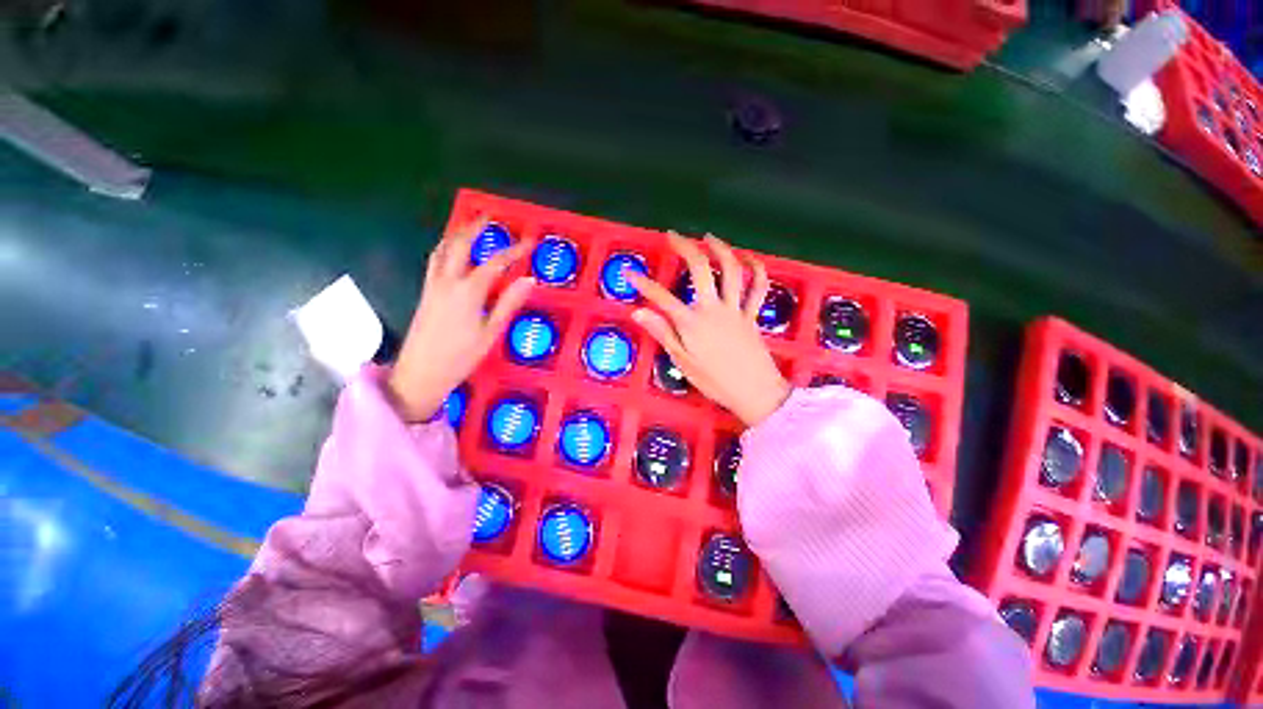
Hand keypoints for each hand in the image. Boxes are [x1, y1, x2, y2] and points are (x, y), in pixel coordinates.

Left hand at [387, 219, 534, 421]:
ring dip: (457, 234)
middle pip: (460, 245)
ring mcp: (432, 286)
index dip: (514, 251)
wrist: (419, 374)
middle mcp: (447, 282)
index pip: (495, 263)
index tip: (529, 242)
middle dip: (475, 227)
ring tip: (470, 227)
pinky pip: (435, 261)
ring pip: (442, 250)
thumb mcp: (491, 332)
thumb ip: (509, 303)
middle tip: (490, 217)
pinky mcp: (425, 293)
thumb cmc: (460, 357)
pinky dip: (446, 248)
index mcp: (468, 292)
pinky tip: (453, 253)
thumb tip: (529, 280)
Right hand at [628, 232, 790, 426]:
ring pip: (731, 270)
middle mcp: (713, 309)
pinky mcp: (752, 314)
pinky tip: (748, 258)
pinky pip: (757, 287)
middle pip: (700, 269)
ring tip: (708, 237)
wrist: (755, 392)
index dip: (643, 284)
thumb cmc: (715, 381)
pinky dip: (756, 269)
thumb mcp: (683, 361)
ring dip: (720, 249)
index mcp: (692, 323)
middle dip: (685, 248)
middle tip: (673, 235)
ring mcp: (736, 309)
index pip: (661, 298)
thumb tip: (638, 313)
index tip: (630, 272)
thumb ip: (662, 333)